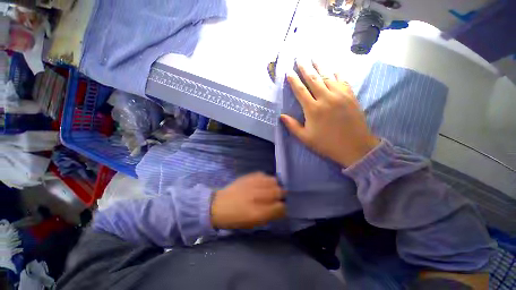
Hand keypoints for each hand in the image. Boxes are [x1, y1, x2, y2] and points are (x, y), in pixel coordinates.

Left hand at [211, 172, 285, 228]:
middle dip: (282, 194)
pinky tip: (264, 182)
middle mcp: (257, 196)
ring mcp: (253, 184)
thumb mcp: (252, 223)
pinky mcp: (248, 177)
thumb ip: (268, 216)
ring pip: (273, 181)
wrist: (219, 205)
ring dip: (275, 185)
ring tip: (273, 188)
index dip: (284, 207)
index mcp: (258, 212)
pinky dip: (266, 179)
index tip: (282, 207)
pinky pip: (263, 175)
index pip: (280, 207)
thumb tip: (281, 209)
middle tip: (279, 196)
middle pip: (278, 191)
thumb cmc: (235, 218)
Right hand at [280, 61, 379, 166]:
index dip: (293, 81)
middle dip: (305, 68)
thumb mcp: (305, 138)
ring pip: (328, 76)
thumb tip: (281, 116)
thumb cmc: (326, 144)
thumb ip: (292, 126)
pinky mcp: (350, 96)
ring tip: (314, 56)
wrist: (354, 147)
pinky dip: (337, 72)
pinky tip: (333, 67)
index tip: (289, 72)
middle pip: (313, 79)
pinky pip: (343, 80)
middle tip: (300, 57)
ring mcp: (340, 95)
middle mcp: (325, 98)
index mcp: (313, 109)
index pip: (300, 91)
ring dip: (320, 66)